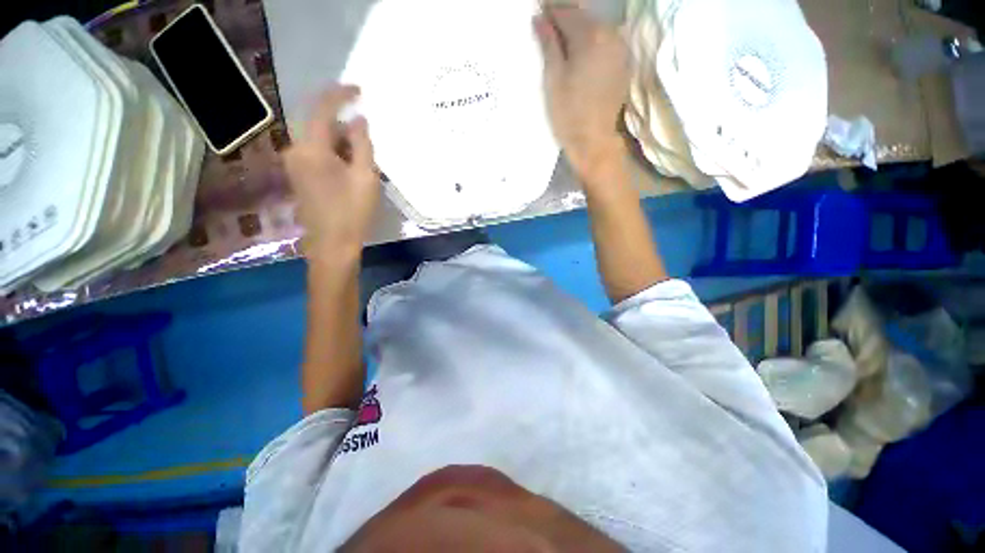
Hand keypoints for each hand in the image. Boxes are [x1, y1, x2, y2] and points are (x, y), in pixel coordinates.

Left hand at [284, 86, 378, 263]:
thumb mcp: (365, 177)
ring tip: (361, 160)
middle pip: (318, 124)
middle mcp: (295, 151)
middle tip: (367, 138)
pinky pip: (315, 153)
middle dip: (343, 125)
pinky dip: (333, 153)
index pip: (322, 109)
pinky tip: (349, 169)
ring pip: (318, 140)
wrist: (332, 245)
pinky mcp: (298, 176)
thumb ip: (361, 144)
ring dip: (340, 142)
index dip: (340, 95)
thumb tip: (357, 120)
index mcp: (311, 149)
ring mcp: (294, 165)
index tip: (358, 90)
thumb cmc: (353, 212)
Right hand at [534, 4, 629, 180]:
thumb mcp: (553, 79)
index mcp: (590, 36)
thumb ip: (548, 45)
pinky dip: (591, 42)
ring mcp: (621, 49)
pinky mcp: (623, 64)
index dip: (550, 10)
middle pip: (583, 17)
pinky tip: (579, 53)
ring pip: (596, 29)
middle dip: (564, 18)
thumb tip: (540, 18)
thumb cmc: (568, 114)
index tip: (538, 11)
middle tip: (547, 24)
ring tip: (561, 40)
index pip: (566, 13)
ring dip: (578, 30)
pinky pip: (605, 43)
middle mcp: (611, 35)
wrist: (593, 142)